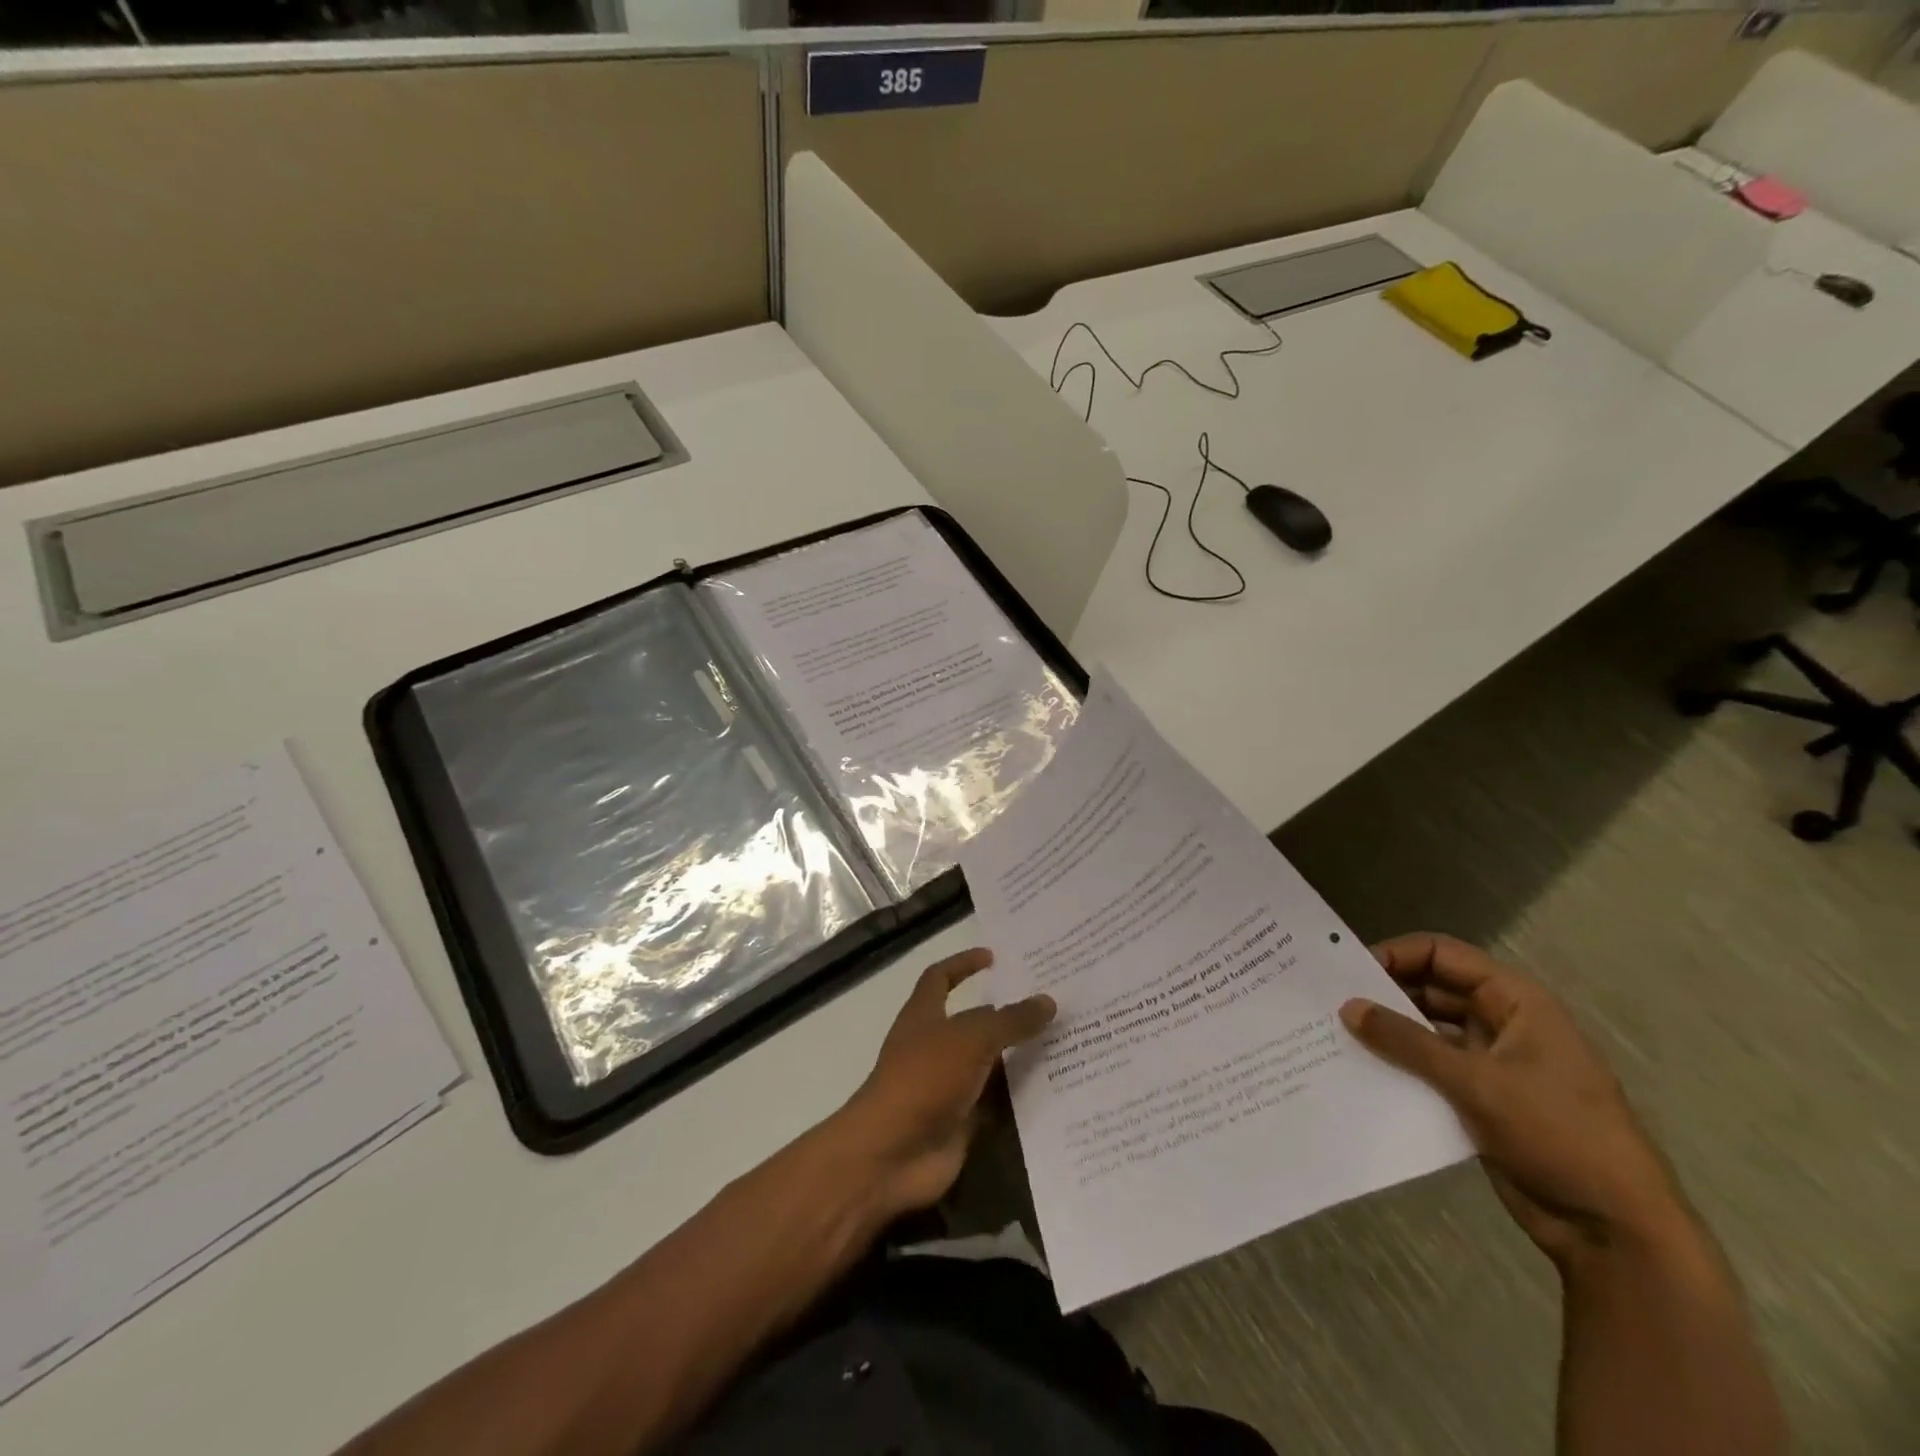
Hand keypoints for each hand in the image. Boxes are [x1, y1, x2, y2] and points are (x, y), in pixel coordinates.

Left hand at [831, 949, 1054, 1220]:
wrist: (892, 1154)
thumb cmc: (924, 1078)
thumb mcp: (971, 1039)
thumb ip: (1010, 1020)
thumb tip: (1048, 1001)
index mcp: (924, 1015)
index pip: (940, 977)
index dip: (963, 964)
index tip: (994, 957)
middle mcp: (935, 1045)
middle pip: (973, 1021)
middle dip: (1006, 1011)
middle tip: (1049, 1001)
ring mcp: (948, 1085)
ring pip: (990, 1063)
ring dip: (1019, 1055)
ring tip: (1066, 1041)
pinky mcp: (962, 1120)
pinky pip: (997, 1102)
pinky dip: (1020, 1096)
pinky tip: (1058, 1088)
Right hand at [1341, 933, 1688, 1267]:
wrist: (1615, 1230)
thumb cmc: (1558, 1135)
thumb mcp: (1477, 1083)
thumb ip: (1408, 1042)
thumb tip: (1347, 1006)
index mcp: (1515, 1000)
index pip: (1441, 955)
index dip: (1394, 955)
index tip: (1347, 972)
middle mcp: (1503, 1021)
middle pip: (1431, 988)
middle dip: (1384, 994)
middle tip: (1331, 1002)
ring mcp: (1493, 1061)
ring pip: (1428, 1029)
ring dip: (1390, 1033)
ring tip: (1337, 1035)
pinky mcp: (1482, 1097)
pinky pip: (1431, 1067)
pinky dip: (1401, 1065)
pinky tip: (1363, 1071)